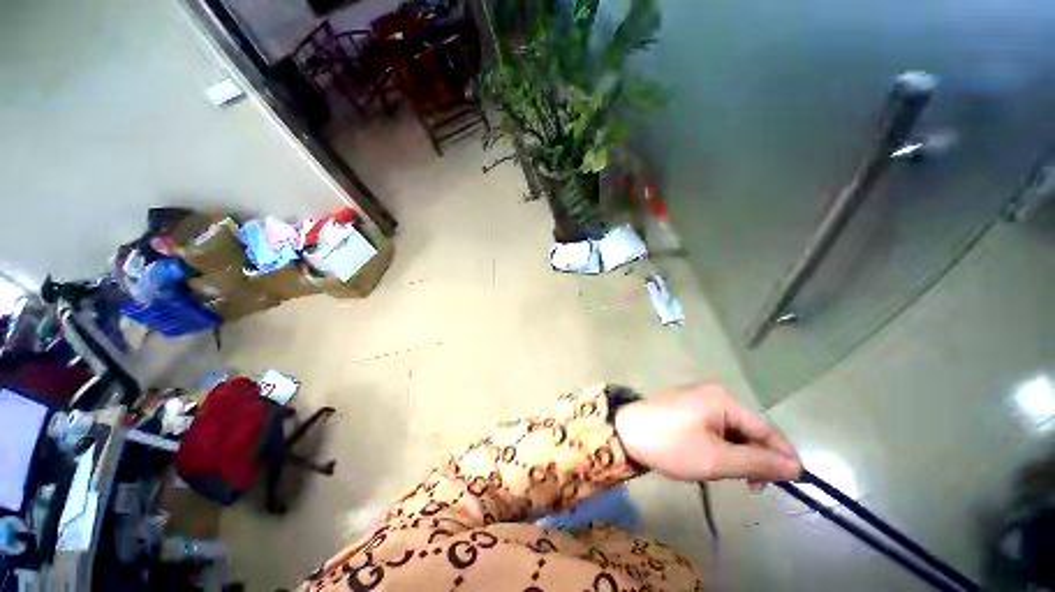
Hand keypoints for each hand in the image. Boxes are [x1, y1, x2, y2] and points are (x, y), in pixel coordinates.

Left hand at [614, 384, 802, 488]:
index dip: (783, 455)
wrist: (625, 433)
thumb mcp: (717, 459)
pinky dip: (722, 448)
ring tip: (730, 477)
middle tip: (752, 487)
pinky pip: (717, 429)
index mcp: (723, 400)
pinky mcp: (688, 409)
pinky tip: (715, 462)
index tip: (794, 483)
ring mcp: (699, 400)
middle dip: (757, 458)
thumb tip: (795, 467)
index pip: (766, 428)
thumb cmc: (671, 445)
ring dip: (739, 456)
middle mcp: (714, 394)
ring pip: (733, 432)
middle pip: (750, 429)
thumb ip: (757, 463)